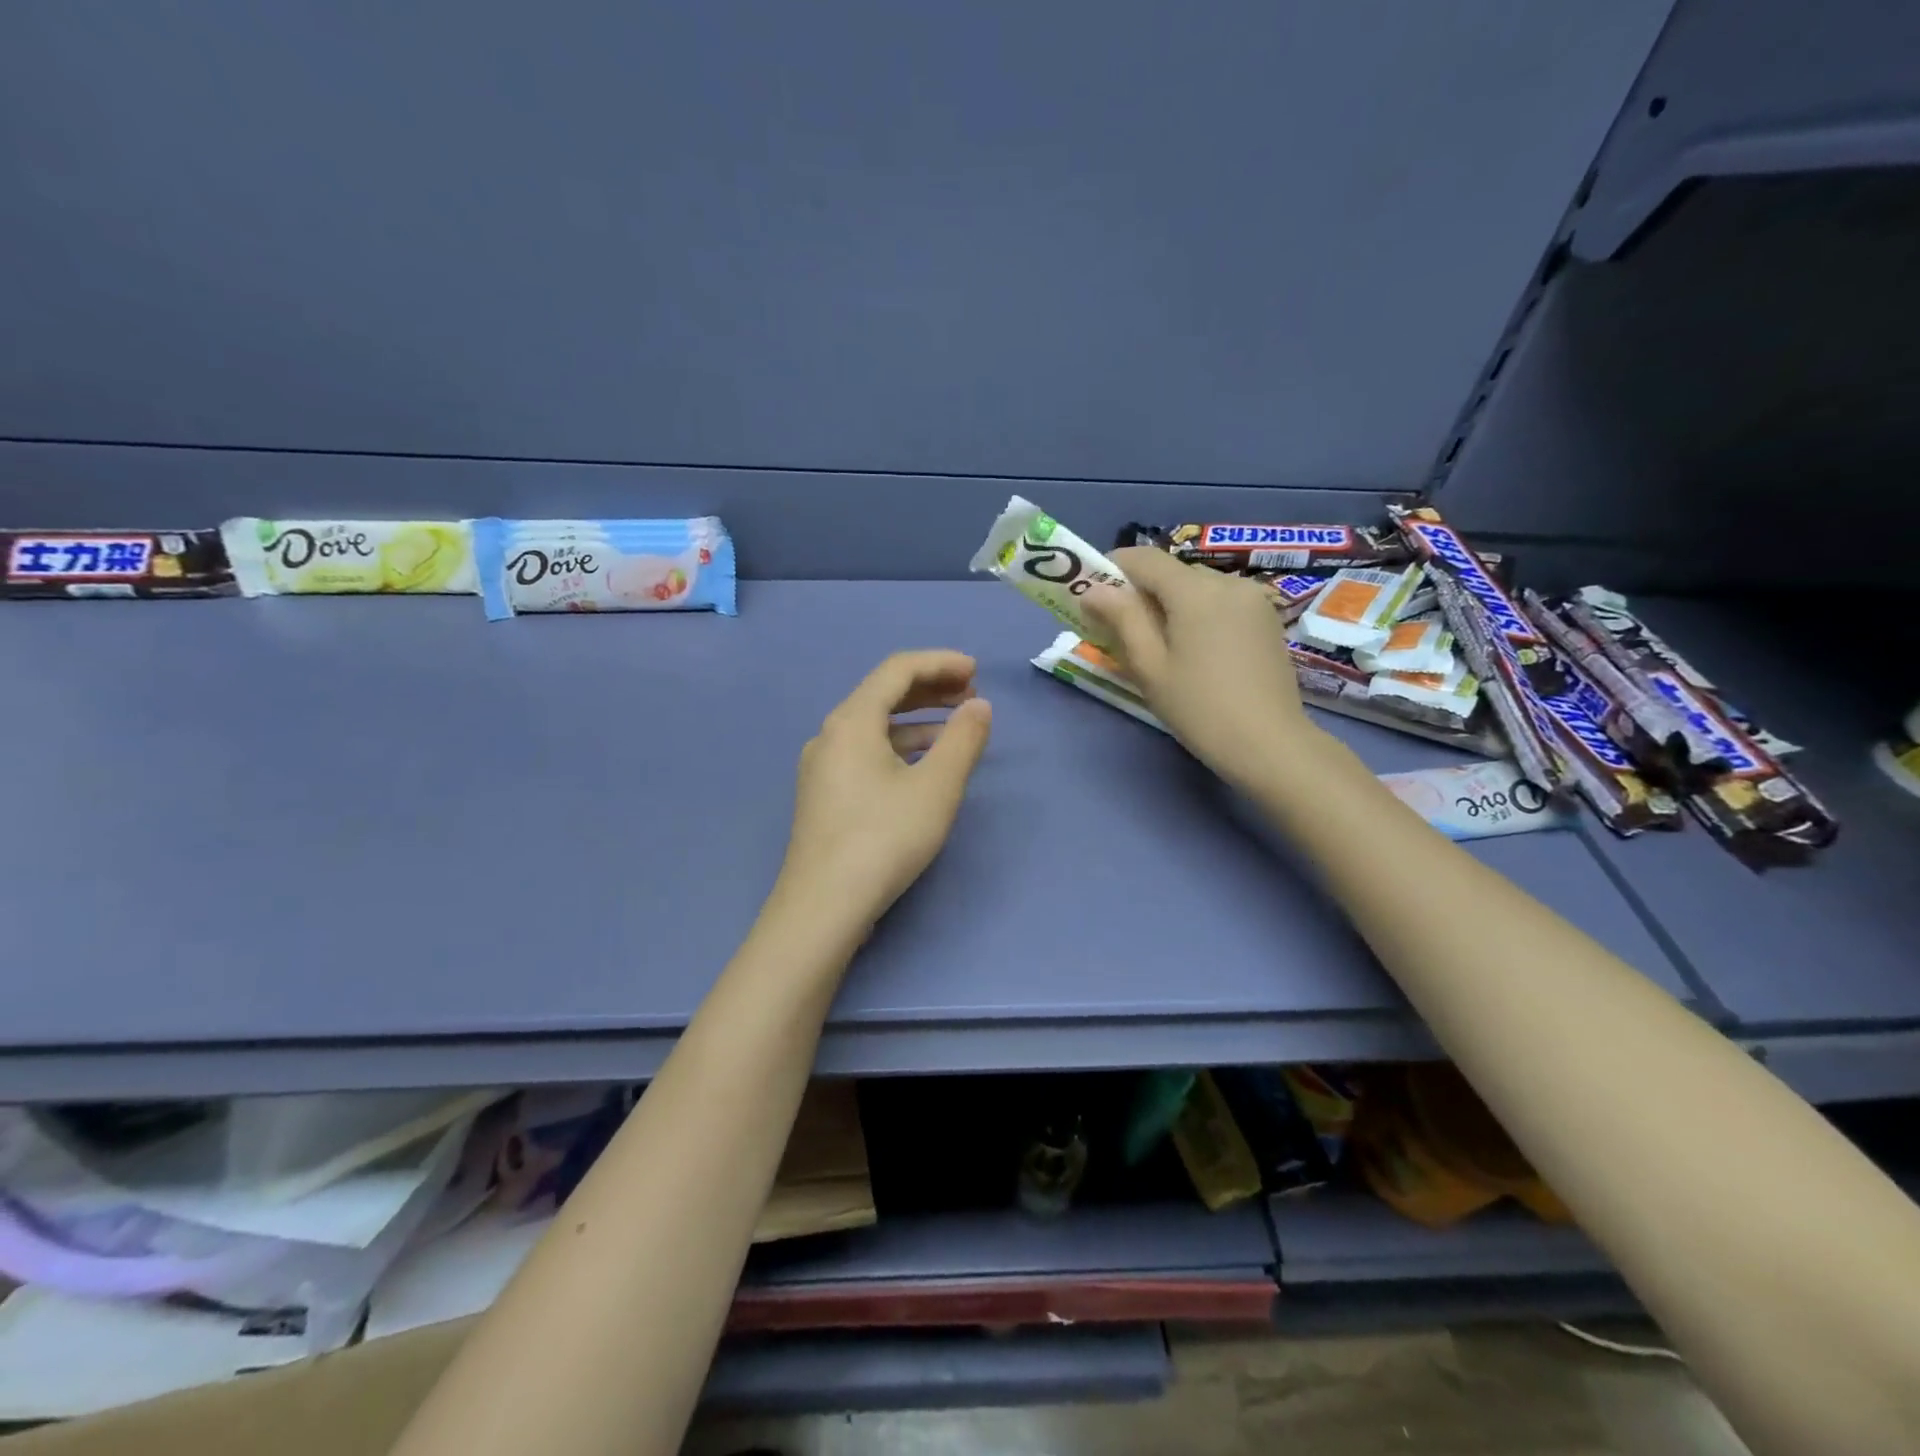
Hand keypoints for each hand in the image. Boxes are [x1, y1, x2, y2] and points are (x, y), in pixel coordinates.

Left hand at [779, 650, 992, 924]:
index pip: (898, 670)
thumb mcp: (936, 787)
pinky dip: (899, 747)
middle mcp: (831, 734)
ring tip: (957, 729)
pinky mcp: (824, 794)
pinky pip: (866, 752)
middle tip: (971, 695)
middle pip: (883, 694)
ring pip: (874, 726)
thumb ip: (963, 740)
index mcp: (852, 720)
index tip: (976, 671)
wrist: (823, 906)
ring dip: (918, 720)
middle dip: (931, 689)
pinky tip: (923, 766)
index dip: (940, 662)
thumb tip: (979, 706)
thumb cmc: (884, 839)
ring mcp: (823, 765)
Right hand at [1083, 547, 1319, 789]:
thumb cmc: (1199, 708)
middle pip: (1172, 572)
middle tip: (1122, 629)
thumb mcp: (1150, 666)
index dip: (1113, 568)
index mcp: (1195, 591)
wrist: (1270, 744)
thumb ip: (1122, 619)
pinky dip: (1198, 613)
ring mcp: (1253, 599)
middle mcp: (1227, 582)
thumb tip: (1092, 590)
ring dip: (1171, 604)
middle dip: (1142, 592)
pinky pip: (1221, 602)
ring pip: (1197, 587)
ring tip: (1160, 645)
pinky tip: (1194, 650)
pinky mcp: (1266, 619)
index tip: (1094, 595)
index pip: (1145, 559)